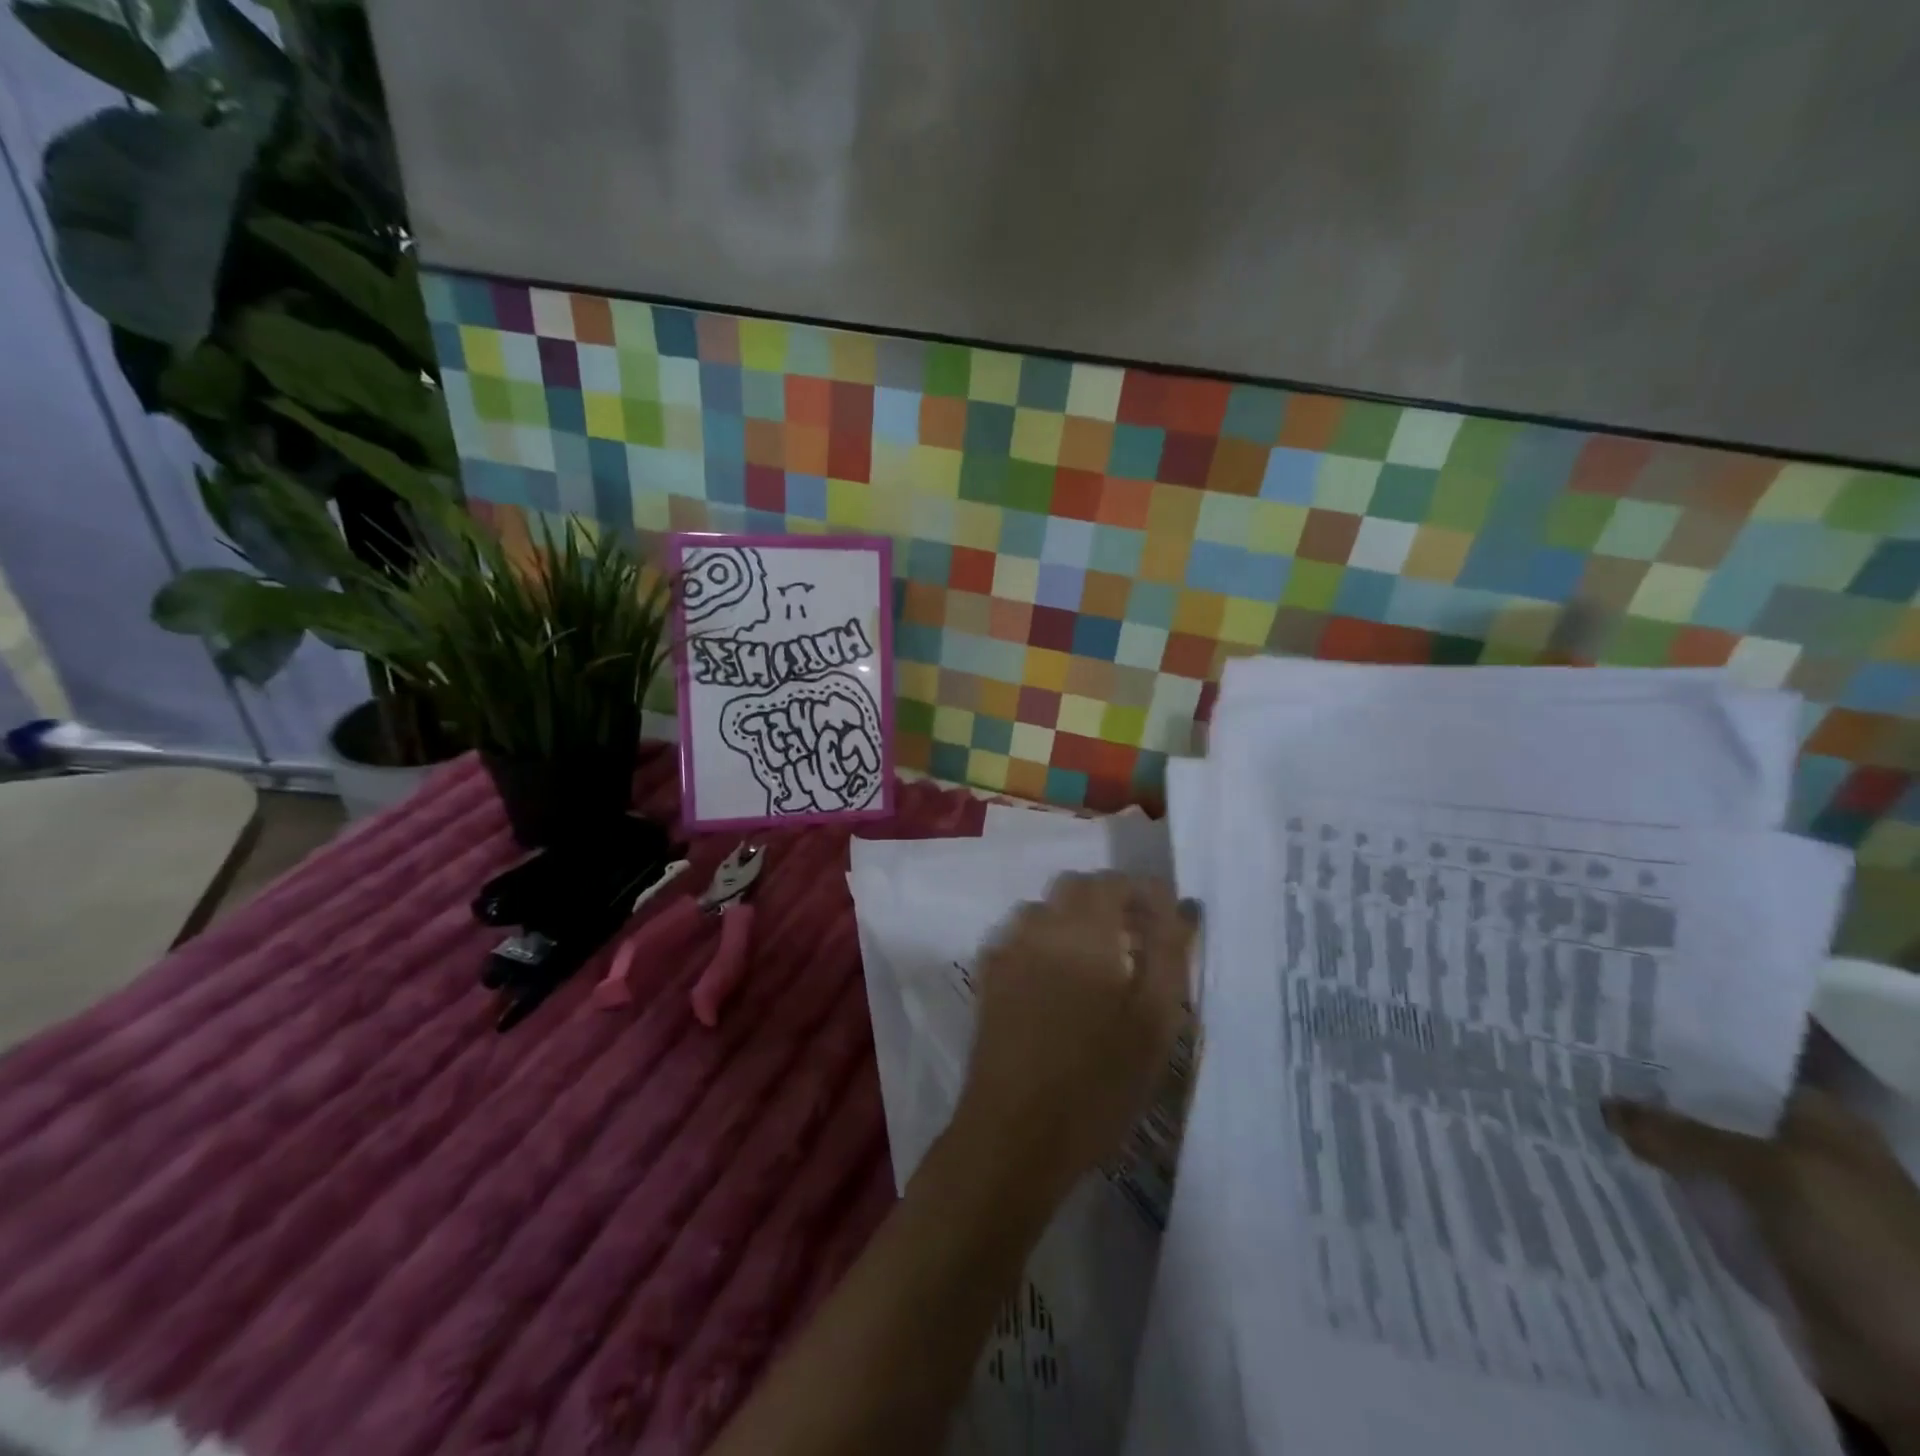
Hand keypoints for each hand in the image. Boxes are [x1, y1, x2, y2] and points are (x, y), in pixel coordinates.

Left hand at [946, 872, 1195, 1209]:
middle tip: (1137, 938)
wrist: (1015, 1134)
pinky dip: (1043, 942)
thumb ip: (1170, 956)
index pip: (1115, 882)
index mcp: (1084, 932)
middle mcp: (1039, 928)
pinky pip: (1018, 937)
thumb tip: (1184, 908)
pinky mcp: (988, 978)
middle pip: (1075, 887)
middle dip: (1109, 900)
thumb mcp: (1154, 1025)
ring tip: (1098, 961)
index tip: (1168, 919)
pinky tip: (1057, 980)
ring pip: (1043, 910)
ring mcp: (1007, 951)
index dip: (1145, 892)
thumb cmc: (1098, 1084)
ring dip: (1073, 919)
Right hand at [1606, 1090, 1919, 1447]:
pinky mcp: (1756, 1241)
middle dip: (1647, 1102)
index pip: (1731, 1071)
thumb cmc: (1860, 1247)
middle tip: (1572, 1075)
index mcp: (1817, 1123)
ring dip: (1647, 1148)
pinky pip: (1697, 1203)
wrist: (1916, 1372)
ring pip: (1696, 1160)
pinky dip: (1658, 1191)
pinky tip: (1604, 1169)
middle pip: (1707, 1115)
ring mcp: (1776, 1201)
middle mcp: (1795, 1153)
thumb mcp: (1772, 1175)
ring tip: (1573, 1117)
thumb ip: (1683, 1135)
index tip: (1605, 1040)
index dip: (1673, 1055)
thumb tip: (1605, 1105)